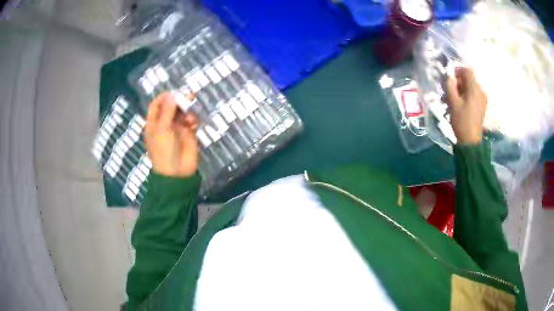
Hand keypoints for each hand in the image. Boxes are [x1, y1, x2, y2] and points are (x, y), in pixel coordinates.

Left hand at [145, 92, 199, 177]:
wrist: (177, 172)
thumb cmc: (164, 150)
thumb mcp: (162, 130)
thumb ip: (167, 111)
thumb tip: (172, 94)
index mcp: (153, 123)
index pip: (156, 106)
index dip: (163, 98)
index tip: (172, 92)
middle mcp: (164, 124)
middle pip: (170, 107)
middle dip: (177, 101)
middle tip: (187, 95)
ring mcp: (176, 128)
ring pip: (182, 113)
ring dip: (186, 108)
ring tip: (192, 104)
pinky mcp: (188, 133)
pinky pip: (191, 121)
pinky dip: (192, 119)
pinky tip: (193, 122)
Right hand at [446, 67, 487, 144]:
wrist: (470, 141)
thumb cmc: (462, 121)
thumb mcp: (453, 102)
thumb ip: (450, 85)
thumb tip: (449, 75)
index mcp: (475, 89)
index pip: (467, 70)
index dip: (458, 71)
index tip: (450, 78)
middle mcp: (481, 91)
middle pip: (469, 79)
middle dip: (458, 82)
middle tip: (449, 90)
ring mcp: (482, 99)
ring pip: (470, 87)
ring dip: (461, 89)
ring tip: (452, 99)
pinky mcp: (481, 106)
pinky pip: (473, 95)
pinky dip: (465, 95)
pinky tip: (459, 104)